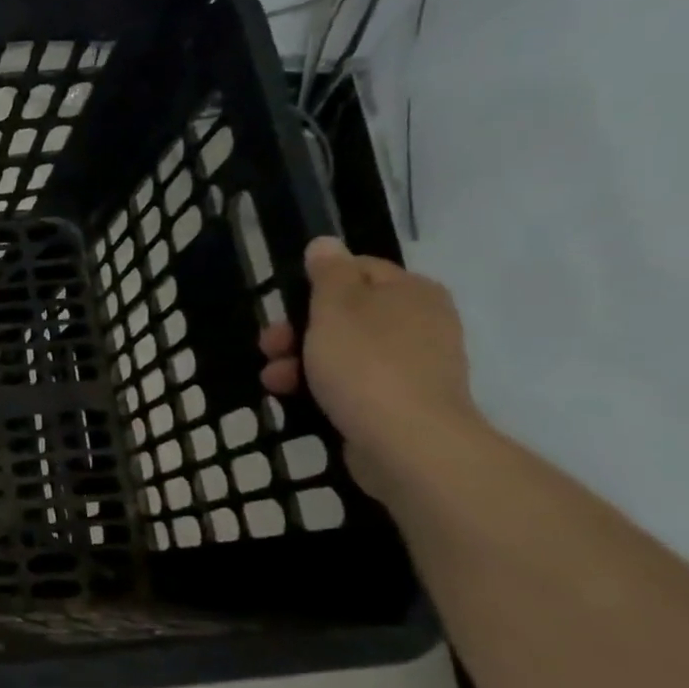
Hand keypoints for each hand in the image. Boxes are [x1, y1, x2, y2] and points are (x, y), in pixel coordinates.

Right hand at [258, 236, 479, 498]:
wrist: (408, 443)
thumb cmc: (367, 363)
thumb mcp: (336, 307)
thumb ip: (328, 273)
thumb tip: (326, 243)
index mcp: (410, 292)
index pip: (357, 269)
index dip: (314, 285)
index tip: (284, 305)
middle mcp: (419, 322)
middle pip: (344, 313)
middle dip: (297, 329)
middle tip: (269, 346)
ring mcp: (412, 366)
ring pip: (342, 351)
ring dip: (300, 361)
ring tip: (274, 380)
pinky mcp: (400, 403)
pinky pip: (352, 384)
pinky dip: (321, 386)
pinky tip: (294, 397)